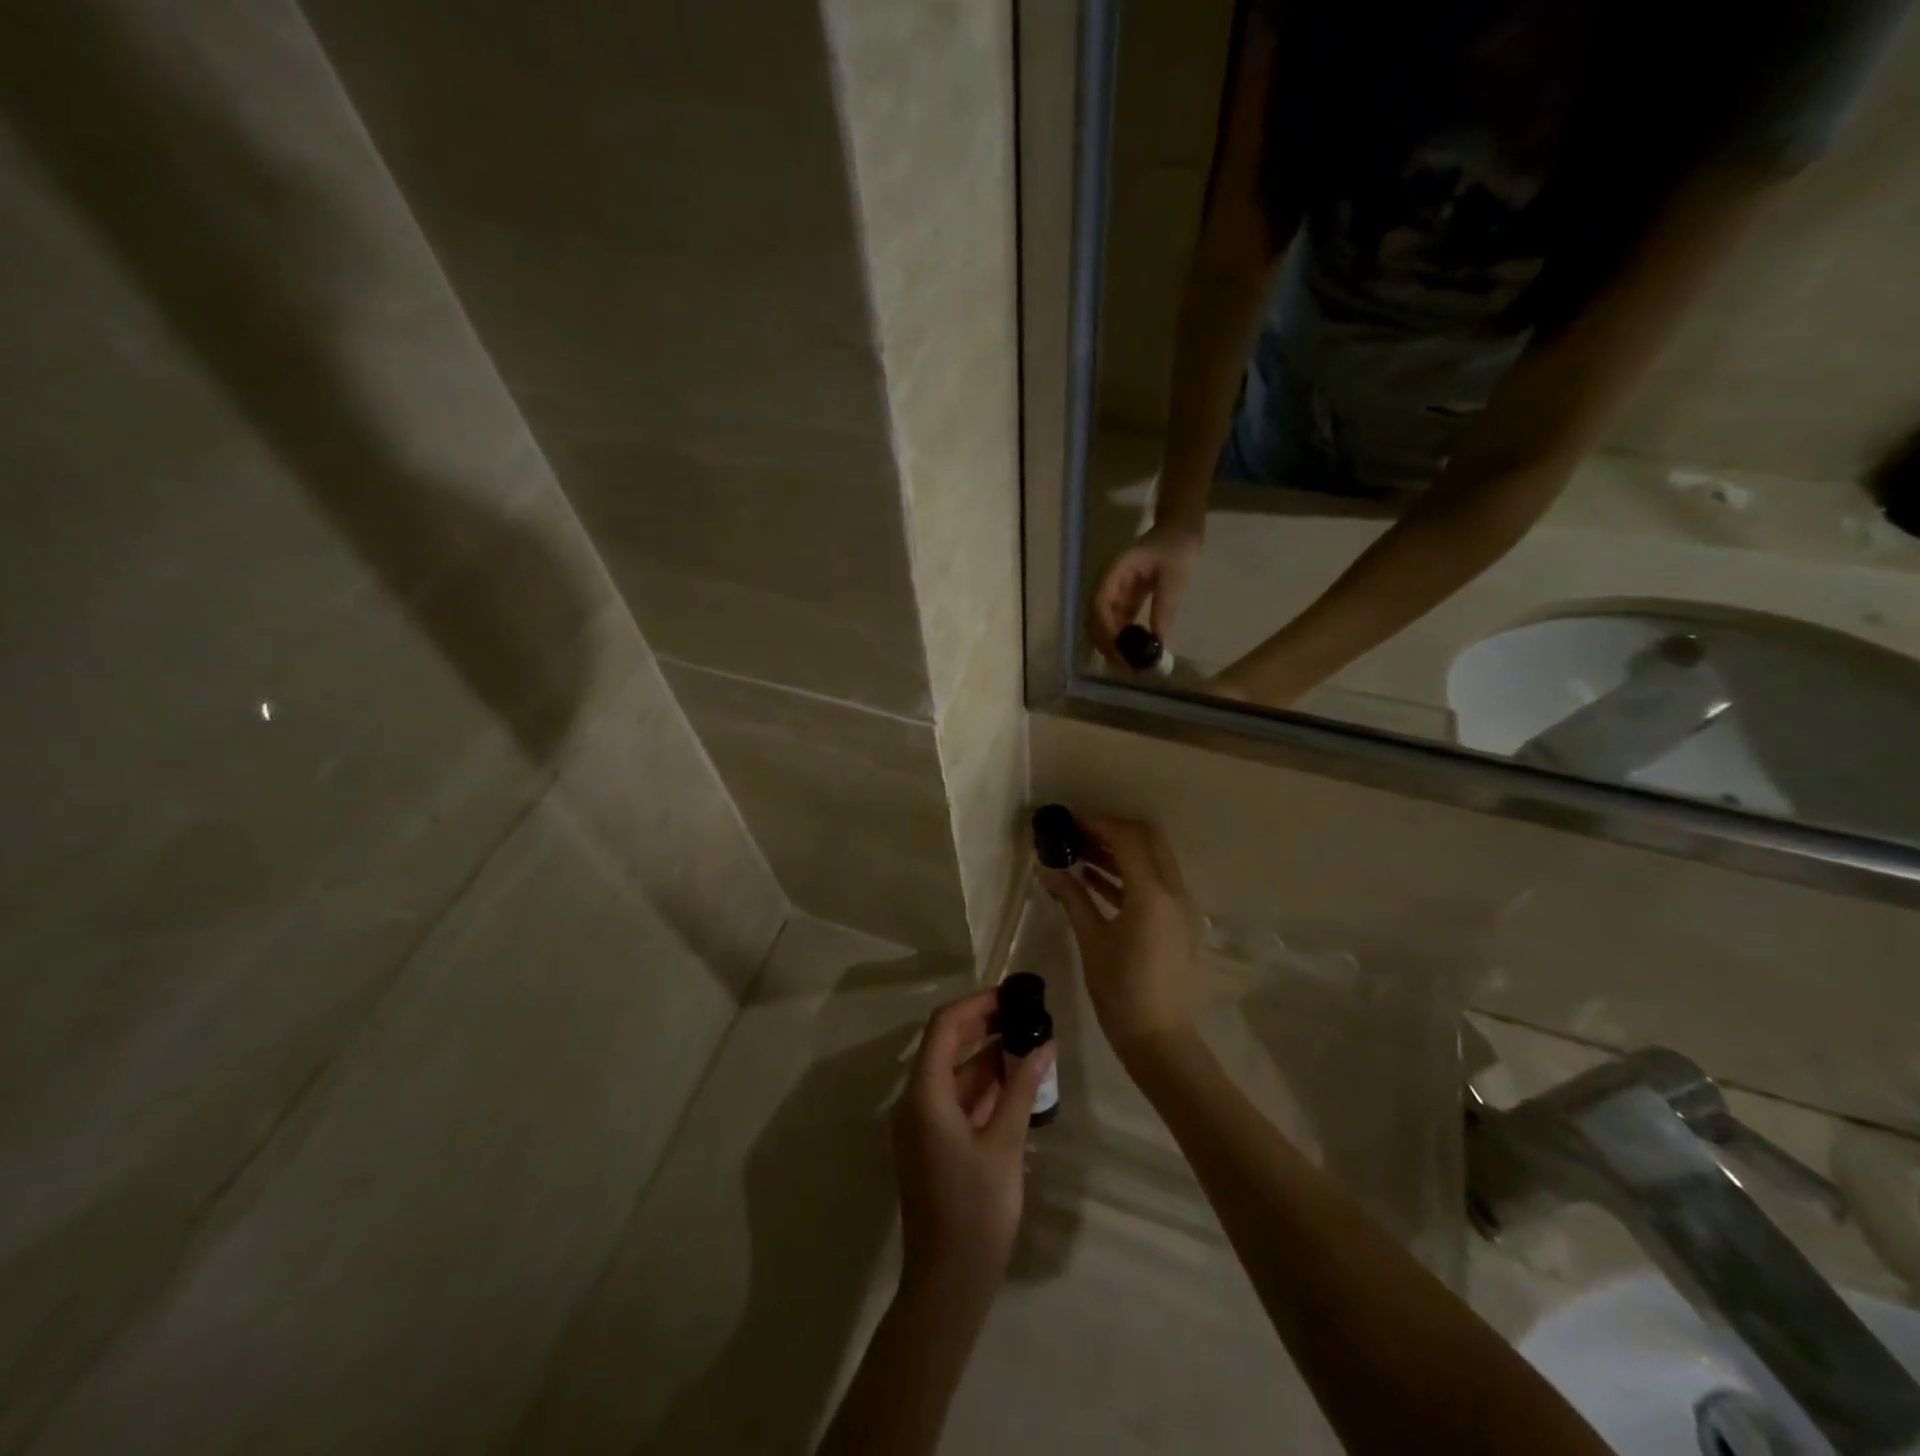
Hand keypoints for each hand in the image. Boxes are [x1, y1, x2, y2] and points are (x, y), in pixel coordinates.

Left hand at [894, 991, 1054, 1290]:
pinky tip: (1017, 1084)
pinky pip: (956, 1100)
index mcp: (924, 1095)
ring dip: (988, 1058)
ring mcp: (922, 1124)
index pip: (943, 1027)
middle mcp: (916, 1102)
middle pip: (946, 1046)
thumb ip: (1020, 1089)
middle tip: (1025, 1015)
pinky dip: (984, 1087)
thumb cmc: (976, 1212)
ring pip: (954, 1074)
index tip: (1011, 996)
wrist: (947, 1284)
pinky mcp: (933, 1143)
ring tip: (1030, 1046)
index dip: (975, 1006)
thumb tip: (1043, 1044)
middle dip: (984, 1027)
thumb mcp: (1004, 1146)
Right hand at [1041, 814, 1205, 1057]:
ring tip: (1080, 854)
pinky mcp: (1180, 921)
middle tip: (1078, 835)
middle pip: (1148, 839)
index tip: (1069, 823)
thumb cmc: (1119, 990)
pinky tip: (1096, 880)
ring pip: (1154, 859)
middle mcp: (1174, 892)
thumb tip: (1048, 868)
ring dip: (1121, 851)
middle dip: (1113, 830)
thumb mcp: (1091, 940)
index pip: (1127, 838)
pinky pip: (1156, 882)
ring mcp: (1182, 906)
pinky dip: (1130, 874)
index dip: (1097, 824)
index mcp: (1152, 894)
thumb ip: (1072, 897)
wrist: (1159, 1038)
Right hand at [1089, 521, 1202, 665]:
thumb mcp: (1175, 578)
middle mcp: (1108, 584)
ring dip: (1113, 645)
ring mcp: (1114, 593)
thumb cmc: (1177, 547)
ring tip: (1130, 664)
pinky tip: (1136, 653)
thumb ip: (1165, 609)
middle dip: (1105, 643)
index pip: (1099, 604)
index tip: (1119, 651)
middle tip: (1125, 666)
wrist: (1180, 530)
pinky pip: (1117, 623)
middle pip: (1094, 618)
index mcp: (1114, 572)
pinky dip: (1123, 639)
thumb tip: (1159, 644)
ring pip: (1103, 624)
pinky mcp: (1124, 600)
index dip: (1104, 629)